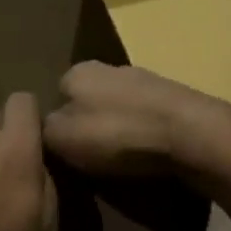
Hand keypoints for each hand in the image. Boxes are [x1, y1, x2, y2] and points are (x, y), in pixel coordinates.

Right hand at [43, 61, 230, 191]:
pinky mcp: (175, 100)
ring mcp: (147, 81)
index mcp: (78, 70)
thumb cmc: (117, 133)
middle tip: (89, 160)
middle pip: (88, 101)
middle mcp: (111, 68)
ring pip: (119, 110)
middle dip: (88, 127)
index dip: (55, 125)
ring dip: (118, 132)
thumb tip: (39, 130)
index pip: (55, 96)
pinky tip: (147, 157)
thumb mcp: (60, 138)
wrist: (191, 135)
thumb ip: (41, 131)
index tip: (61, 152)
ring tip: (120, 163)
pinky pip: (147, 120)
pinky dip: (144, 137)